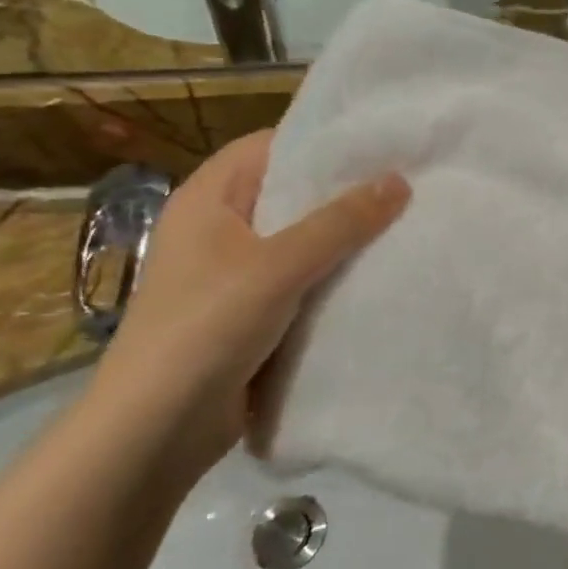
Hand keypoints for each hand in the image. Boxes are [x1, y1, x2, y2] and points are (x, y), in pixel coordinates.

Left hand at [87, 131, 408, 477]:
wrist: (159, 426)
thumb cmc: (207, 327)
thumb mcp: (278, 266)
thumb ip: (339, 223)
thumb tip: (399, 180)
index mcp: (208, 199)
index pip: (269, 147)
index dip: (321, 142)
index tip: (381, 144)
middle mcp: (218, 229)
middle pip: (288, 195)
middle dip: (343, 193)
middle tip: (408, 185)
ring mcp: (233, 275)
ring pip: (299, 242)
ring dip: (343, 240)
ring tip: (405, 226)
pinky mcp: (250, 314)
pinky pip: (301, 282)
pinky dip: (333, 279)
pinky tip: (378, 278)